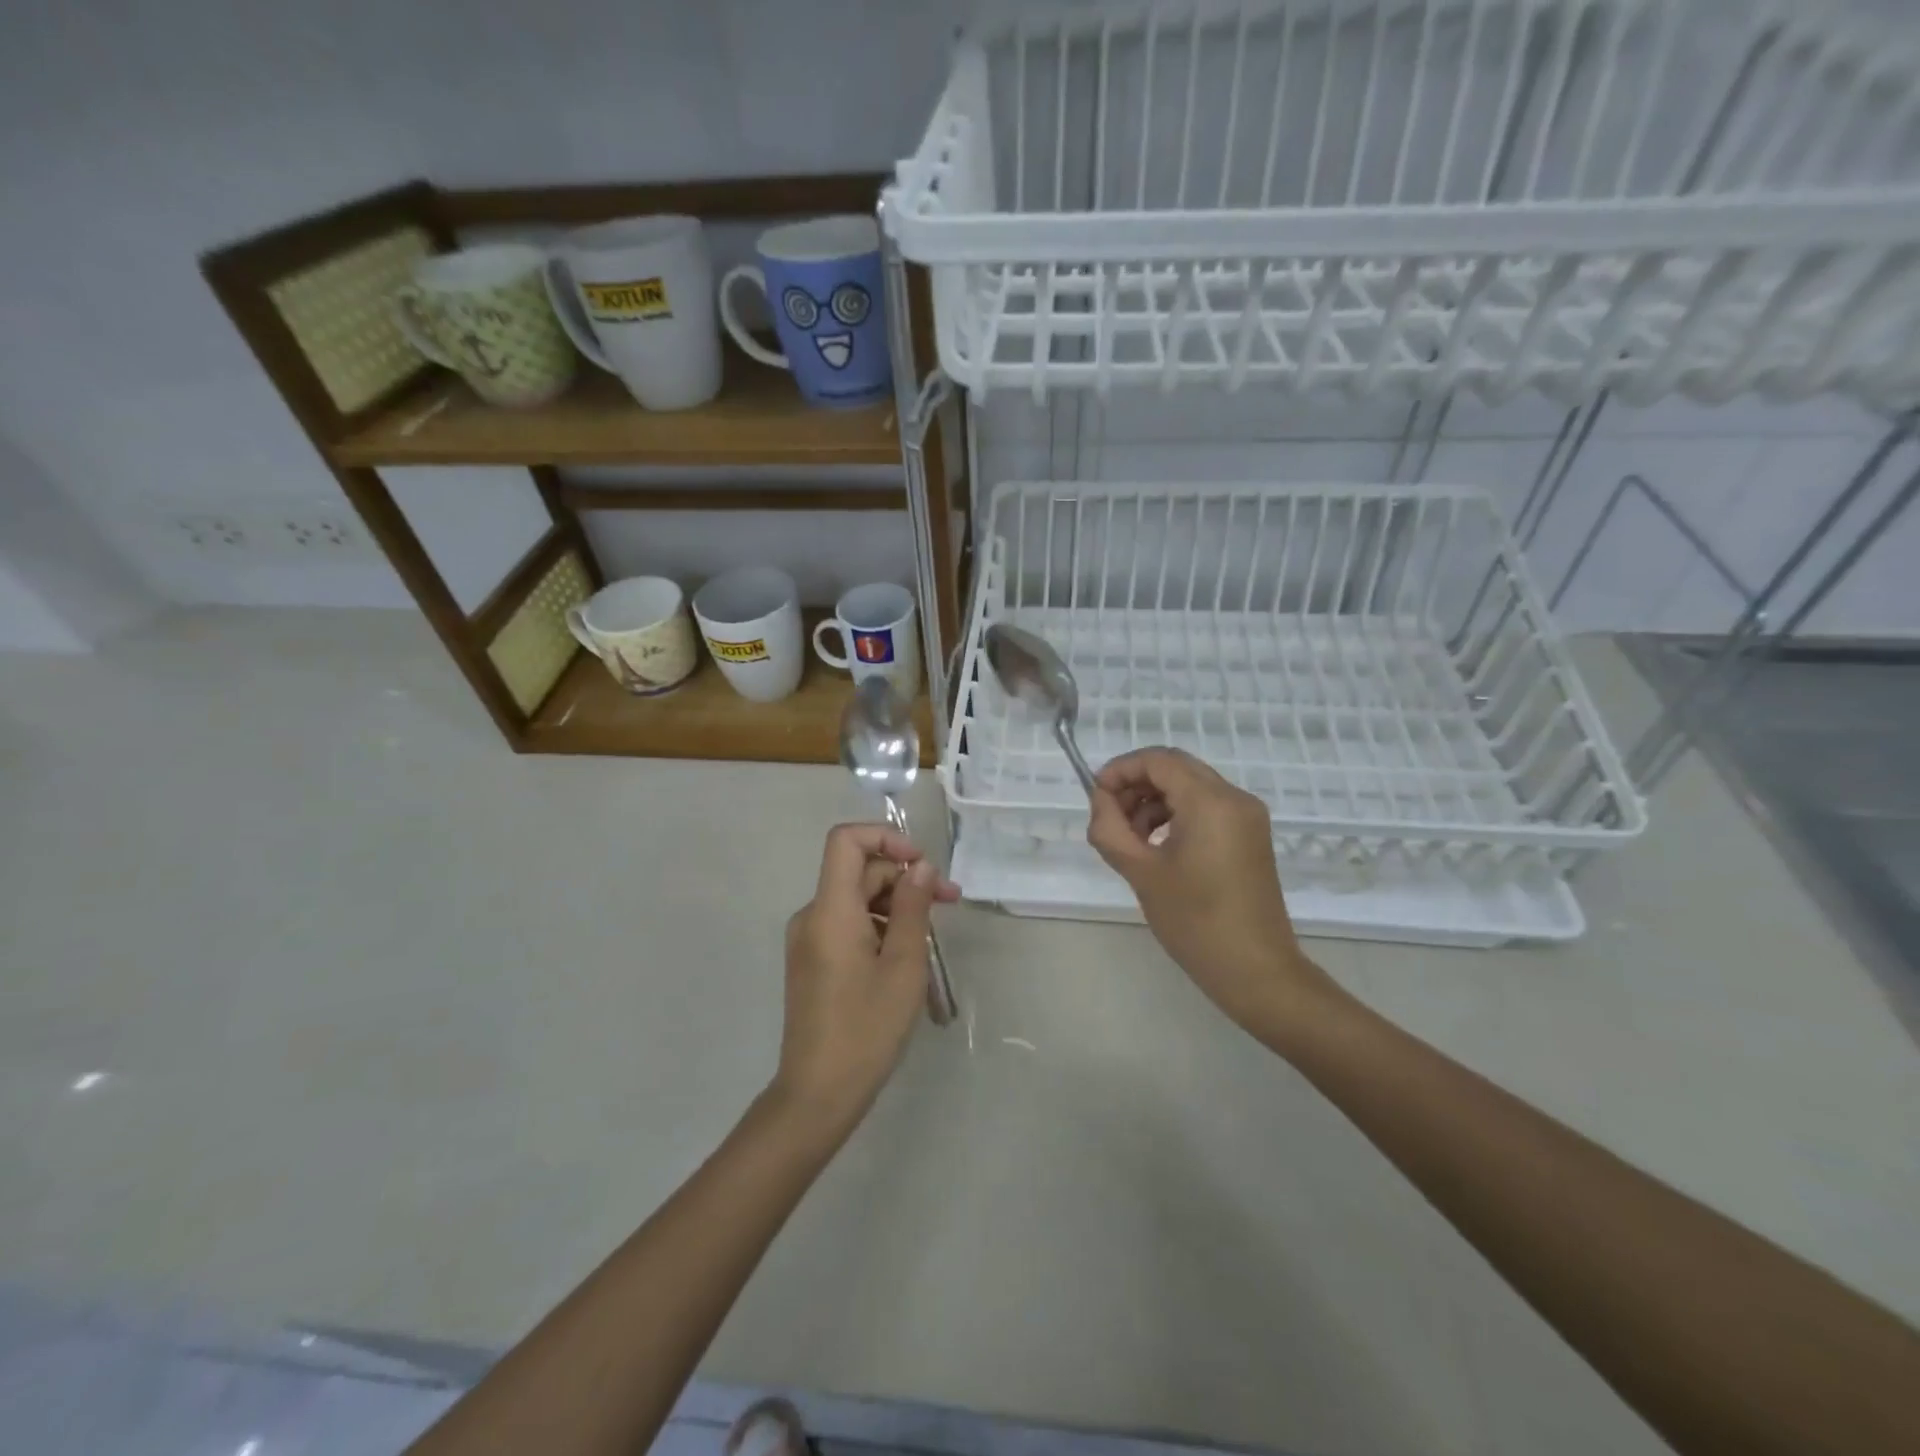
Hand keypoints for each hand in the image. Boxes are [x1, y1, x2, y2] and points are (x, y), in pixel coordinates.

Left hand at [773, 824, 960, 1128]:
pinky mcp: (812, 960)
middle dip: (905, 880)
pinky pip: (848, 925)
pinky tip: (907, 957)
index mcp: (830, 910)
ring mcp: (808, 939)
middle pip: (858, 872)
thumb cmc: (866, 1029)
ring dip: (897, 907)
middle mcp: (812, 915)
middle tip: (949, 903)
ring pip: (856, 900)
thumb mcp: (904, 966)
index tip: (921, 864)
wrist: (817, 1094)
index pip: (846, 839)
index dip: (886, 837)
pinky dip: (879, 928)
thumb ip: (914, 908)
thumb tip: (921, 866)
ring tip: (933, 938)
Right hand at [1087, 747, 1334, 1036]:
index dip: (1120, 770)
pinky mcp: (1250, 836)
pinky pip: (1206, 808)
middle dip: (1136, 785)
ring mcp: (1247, 817)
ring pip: (1190, 787)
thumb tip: (1101, 801)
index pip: (1158, 760)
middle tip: (1109, 818)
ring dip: (1154, 801)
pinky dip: (1176, 815)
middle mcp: (1234, 798)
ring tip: (1130, 839)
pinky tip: (1157, 847)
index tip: (1095, 796)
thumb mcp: (1141, 872)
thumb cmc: (1194, 921)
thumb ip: (1110, 828)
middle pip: (1175, 768)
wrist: (1255, 970)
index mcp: (1210, 801)